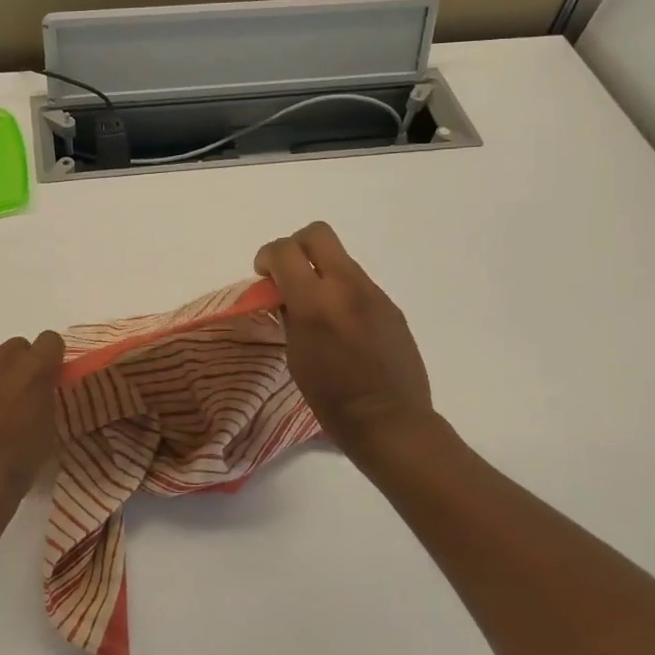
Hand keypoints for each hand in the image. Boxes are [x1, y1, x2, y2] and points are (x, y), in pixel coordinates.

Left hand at [0, 332, 65, 527]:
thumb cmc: (18, 463)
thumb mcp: (48, 429)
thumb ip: (45, 398)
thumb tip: (39, 389)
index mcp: (37, 370)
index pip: (50, 340)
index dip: (49, 357)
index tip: (47, 376)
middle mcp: (6, 358)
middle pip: (18, 345)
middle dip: (20, 364)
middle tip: (16, 393)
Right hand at [255, 222, 434, 456]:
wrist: (389, 420)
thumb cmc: (331, 398)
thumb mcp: (296, 356)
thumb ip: (289, 315)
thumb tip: (285, 295)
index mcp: (315, 302)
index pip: (284, 251)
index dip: (267, 256)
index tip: (264, 275)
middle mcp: (346, 287)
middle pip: (318, 234)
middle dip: (296, 247)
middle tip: (289, 275)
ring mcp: (374, 294)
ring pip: (341, 259)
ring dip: (322, 272)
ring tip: (318, 309)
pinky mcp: (391, 306)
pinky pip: (359, 284)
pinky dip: (343, 293)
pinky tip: (343, 327)